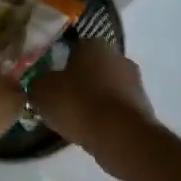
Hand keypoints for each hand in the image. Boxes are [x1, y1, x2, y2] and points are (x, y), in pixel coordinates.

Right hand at [28, 39, 155, 169]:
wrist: (120, 136)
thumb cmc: (78, 104)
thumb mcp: (42, 92)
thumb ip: (38, 83)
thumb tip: (40, 84)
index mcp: (94, 44)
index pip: (72, 47)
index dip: (58, 63)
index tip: (49, 80)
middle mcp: (118, 56)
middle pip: (91, 67)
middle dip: (78, 81)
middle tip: (60, 100)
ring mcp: (134, 82)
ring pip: (105, 87)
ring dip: (93, 99)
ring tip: (74, 119)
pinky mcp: (143, 106)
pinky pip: (116, 107)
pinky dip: (105, 116)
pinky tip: (92, 130)